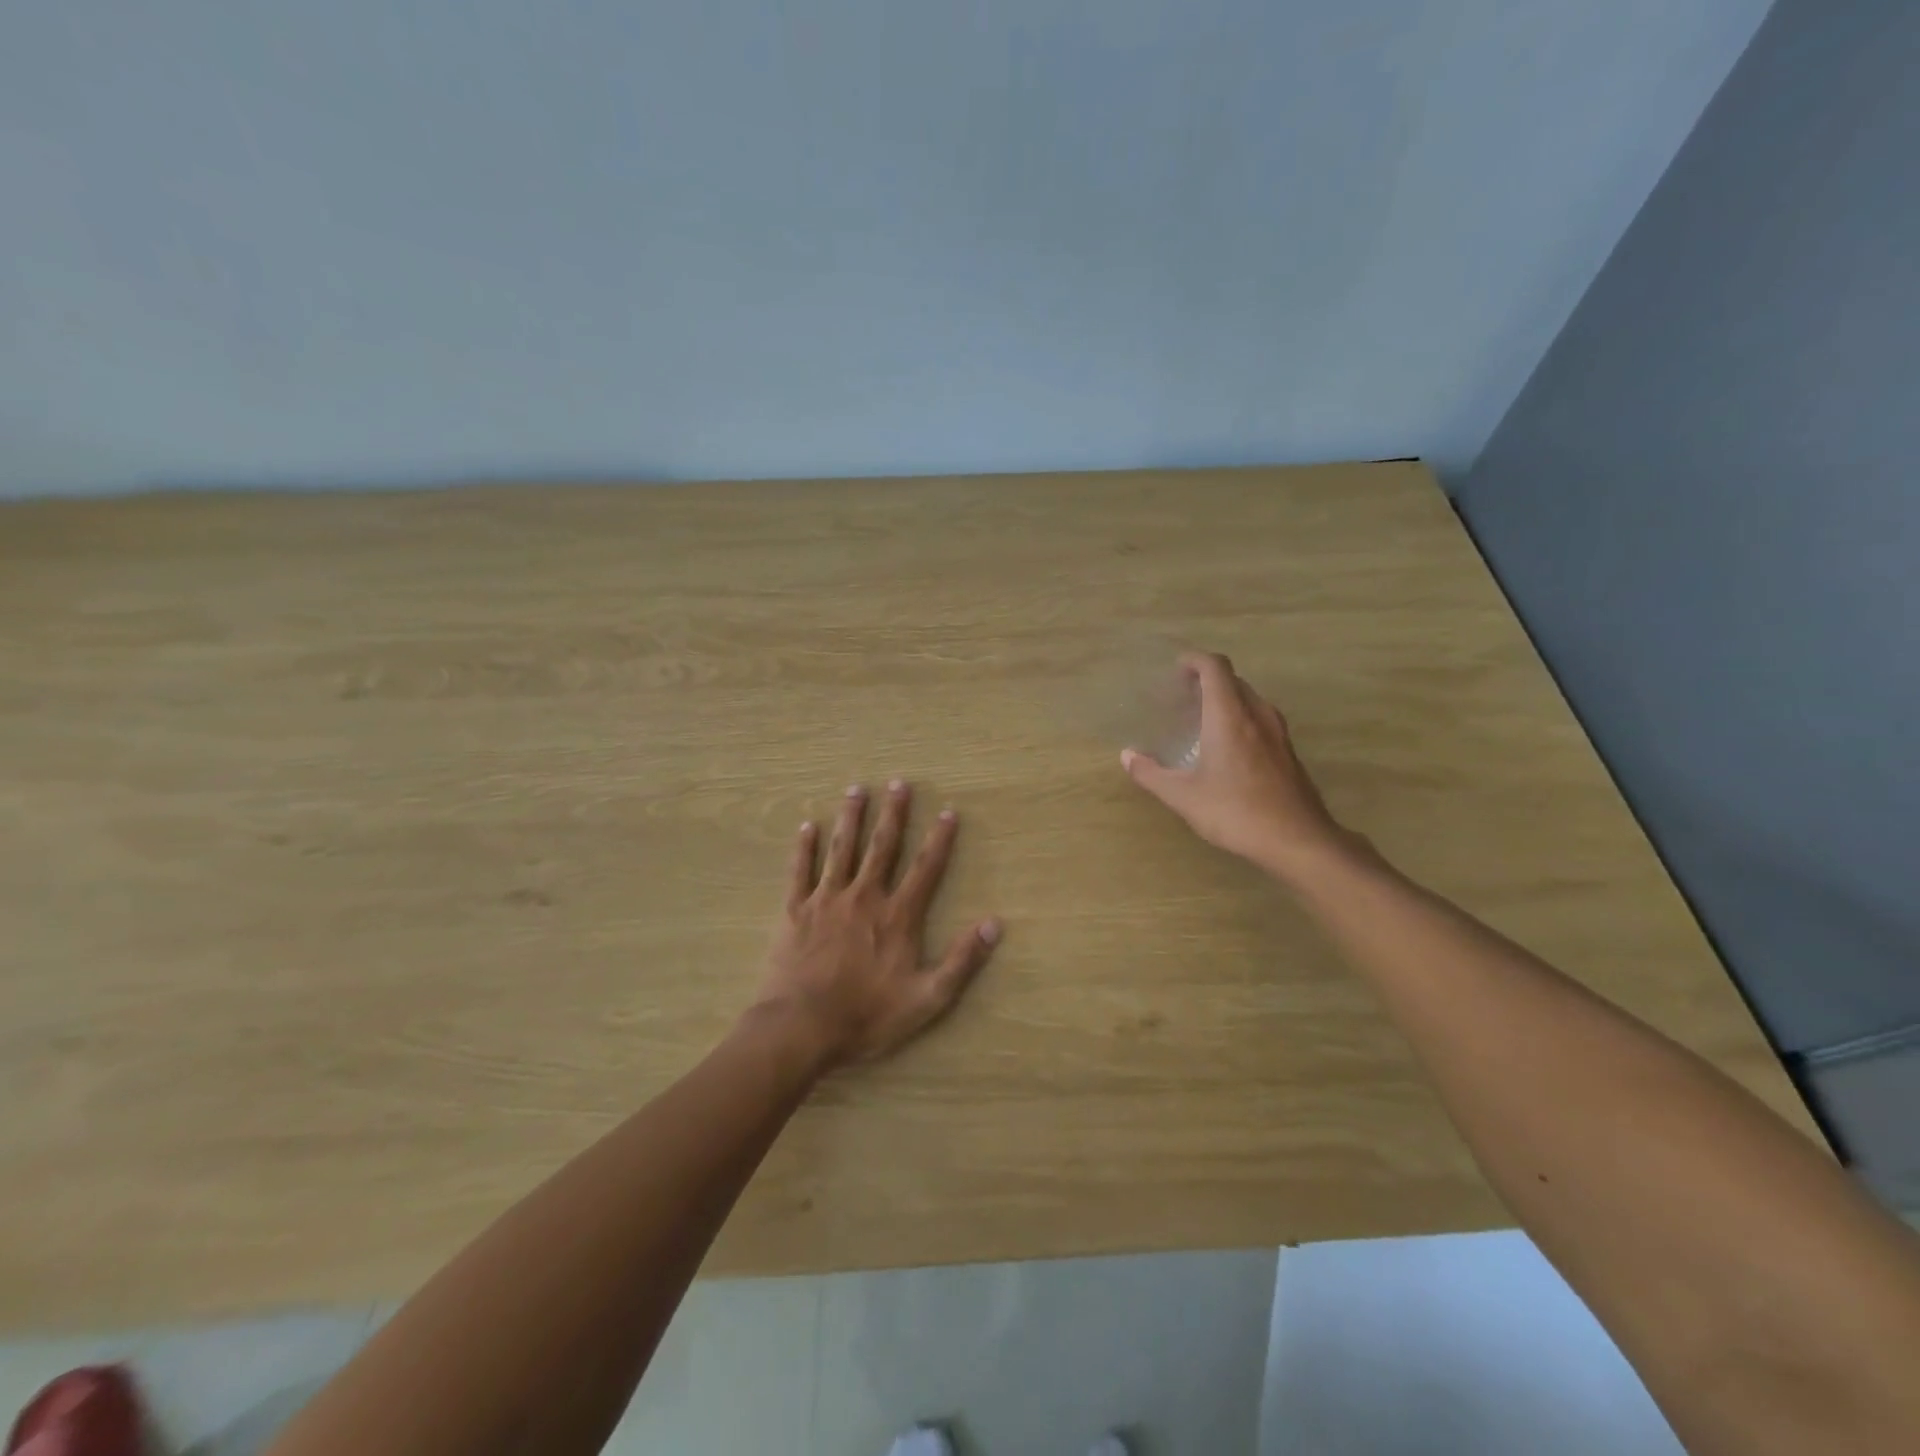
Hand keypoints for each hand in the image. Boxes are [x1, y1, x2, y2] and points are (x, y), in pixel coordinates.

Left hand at [753, 781, 1001, 1069]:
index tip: (947, 811)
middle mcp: (864, 897)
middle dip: (893, 814)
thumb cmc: (867, 1016)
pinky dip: (804, 847)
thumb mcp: (927, 999)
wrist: (801, 1028)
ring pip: (842, 849)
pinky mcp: (795, 911)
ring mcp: (827, 900)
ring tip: (856, 789)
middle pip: (883, 847)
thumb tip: (994, 924)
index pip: (925, 868)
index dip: (939, 839)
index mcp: (897, 916)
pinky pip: (800, 871)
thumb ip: (961, 961)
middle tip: (898, 783)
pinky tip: (806, 826)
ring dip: (851, 817)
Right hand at [1121, 651, 1356, 883]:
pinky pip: (1260, 719)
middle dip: (1206, 679)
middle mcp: (1257, 715)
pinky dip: (1240, 718)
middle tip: (1182, 696)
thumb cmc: (1236, 812)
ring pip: (1249, 699)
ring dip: (1225, 699)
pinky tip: (1226, 747)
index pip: (1215, 668)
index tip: (1175, 669)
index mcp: (1229, 716)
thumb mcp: (1184, 797)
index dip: (1194, 660)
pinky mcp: (1288, 752)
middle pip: (1233, 680)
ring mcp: (1277, 733)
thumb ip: (1151, 774)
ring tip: (1201, 718)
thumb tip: (1127, 756)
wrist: (1298, 840)